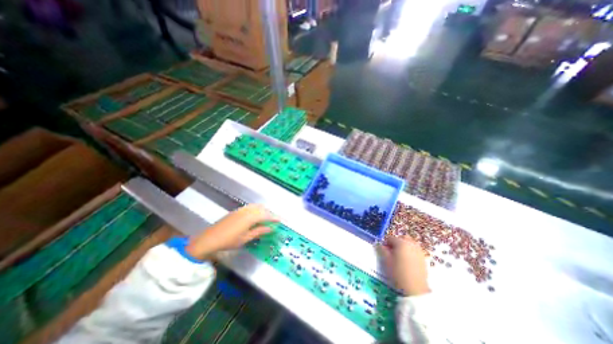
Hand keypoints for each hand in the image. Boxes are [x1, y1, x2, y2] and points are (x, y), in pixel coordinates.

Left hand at [184, 204, 274, 260]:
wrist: (209, 238)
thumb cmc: (229, 240)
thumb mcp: (246, 238)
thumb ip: (259, 231)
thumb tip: (271, 228)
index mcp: (251, 217)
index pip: (266, 215)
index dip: (274, 217)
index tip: (280, 220)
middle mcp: (247, 210)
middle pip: (262, 209)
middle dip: (269, 213)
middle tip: (274, 220)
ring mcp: (241, 209)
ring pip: (256, 207)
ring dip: (263, 211)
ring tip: (266, 218)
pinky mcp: (236, 211)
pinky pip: (250, 207)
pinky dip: (256, 210)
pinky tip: (256, 216)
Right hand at [379, 236, 430, 295]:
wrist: (415, 289)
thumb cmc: (398, 273)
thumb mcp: (386, 261)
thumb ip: (381, 250)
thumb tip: (378, 244)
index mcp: (401, 243)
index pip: (390, 238)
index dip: (385, 243)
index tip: (384, 251)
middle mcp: (411, 244)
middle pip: (402, 238)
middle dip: (396, 242)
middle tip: (392, 251)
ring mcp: (419, 251)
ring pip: (410, 243)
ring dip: (404, 246)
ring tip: (399, 256)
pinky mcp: (423, 258)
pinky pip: (415, 250)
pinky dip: (410, 251)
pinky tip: (407, 261)